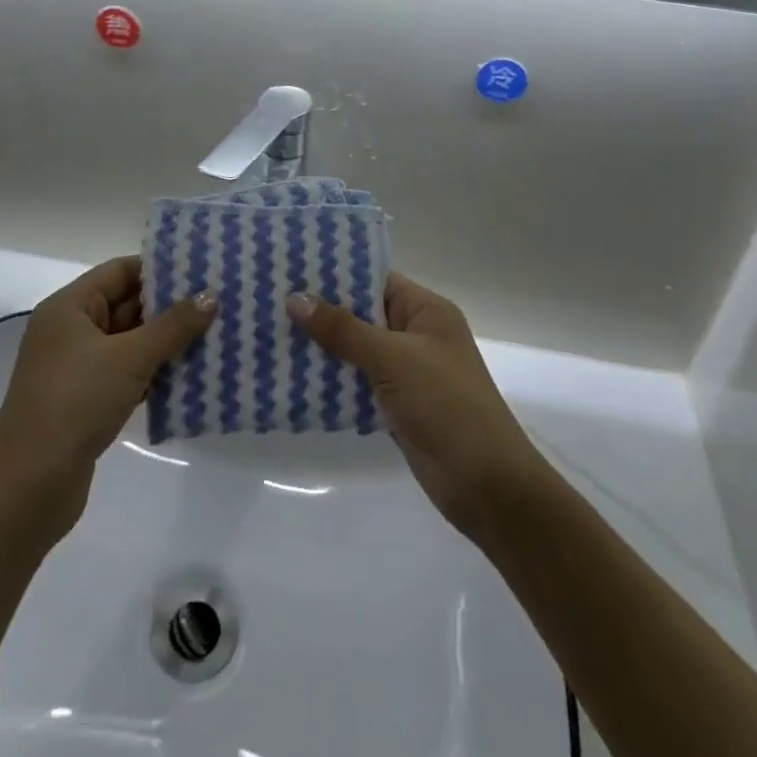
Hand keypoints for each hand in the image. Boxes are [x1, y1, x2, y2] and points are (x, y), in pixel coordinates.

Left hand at [0, 259, 216, 539]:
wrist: (28, 488)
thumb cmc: (75, 403)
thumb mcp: (129, 358)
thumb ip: (172, 326)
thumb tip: (211, 296)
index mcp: (70, 307)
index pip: (120, 271)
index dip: (160, 269)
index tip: (202, 270)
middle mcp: (71, 330)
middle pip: (127, 305)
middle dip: (170, 307)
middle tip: (217, 303)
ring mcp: (77, 368)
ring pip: (131, 342)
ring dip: (167, 342)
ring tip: (214, 335)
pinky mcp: (87, 402)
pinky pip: (128, 374)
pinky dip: (155, 373)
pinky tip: (191, 375)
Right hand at [288, 276, 543, 542]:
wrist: (486, 486)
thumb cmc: (446, 406)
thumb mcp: (393, 358)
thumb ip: (343, 329)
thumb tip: (295, 299)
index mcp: (425, 311)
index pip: (375, 280)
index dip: (336, 274)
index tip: (291, 269)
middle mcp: (416, 334)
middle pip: (362, 314)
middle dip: (321, 312)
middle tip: (270, 301)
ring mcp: (407, 371)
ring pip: (356, 349)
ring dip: (322, 347)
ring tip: (271, 334)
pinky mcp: (397, 405)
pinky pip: (357, 382)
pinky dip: (331, 380)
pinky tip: (293, 377)